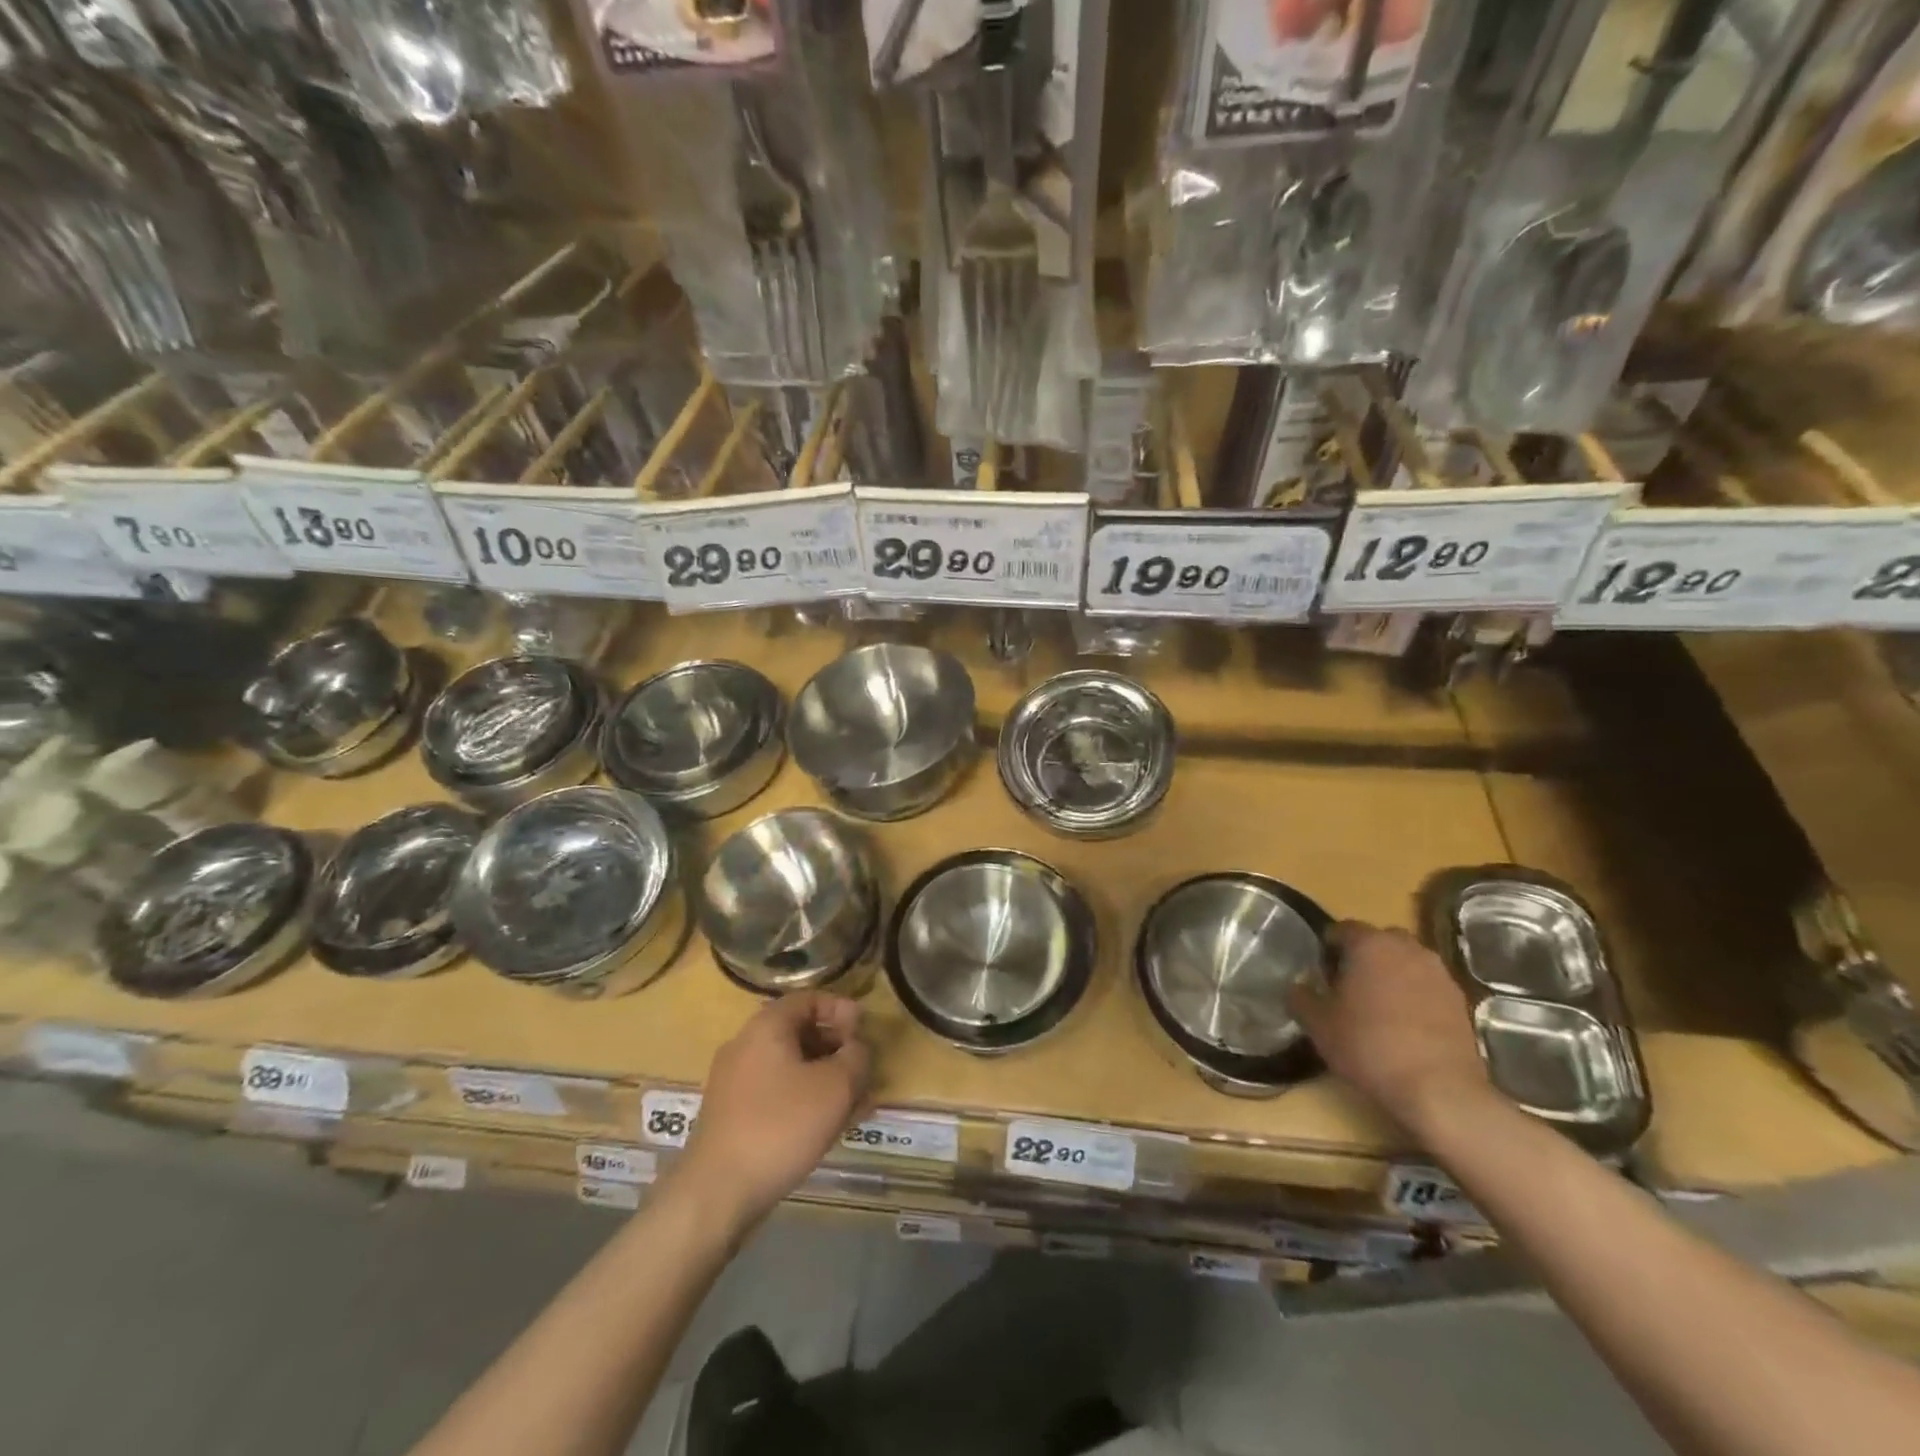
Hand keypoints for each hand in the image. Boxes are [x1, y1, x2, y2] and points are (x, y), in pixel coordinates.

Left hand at [680, 993, 870, 1228]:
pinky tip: (830, 1126)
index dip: (841, 1009)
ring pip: (792, 1068)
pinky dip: (805, 1100)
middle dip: (837, 1049)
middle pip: (800, 1033)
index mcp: (767, 1027)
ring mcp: (735, 1082)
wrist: (717, 1193)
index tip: (865, 1030)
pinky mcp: (733, 1116)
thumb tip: (856, 1049)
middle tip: (864, 1069)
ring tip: (857, 1103)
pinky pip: (778, 1094)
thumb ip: (856, 1057)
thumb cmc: (781, 1126)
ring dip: (826, 1079)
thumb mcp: (835, 1086)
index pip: (809, 999)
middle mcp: (746, 1046)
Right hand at [1288, 921, 1490, 1137]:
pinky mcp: (1461, 1001)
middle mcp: (1408, 948)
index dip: (1328, 949)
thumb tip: (1297, 986)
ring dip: (1392, 975)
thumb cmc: (1370, 1046)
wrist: (1440, 1091)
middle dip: (1363, 957)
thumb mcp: (1318, 1025)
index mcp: (1370, 944)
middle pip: (1379, 941)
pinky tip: (1405, 1026)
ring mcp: (1439, 973)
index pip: (1342, 929)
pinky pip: (1428, 986)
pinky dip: (1415, 996)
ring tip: (1378, 1008)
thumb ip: (1300, 997)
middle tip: (1348, 987)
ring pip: (1406, 962)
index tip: (1321, 975)